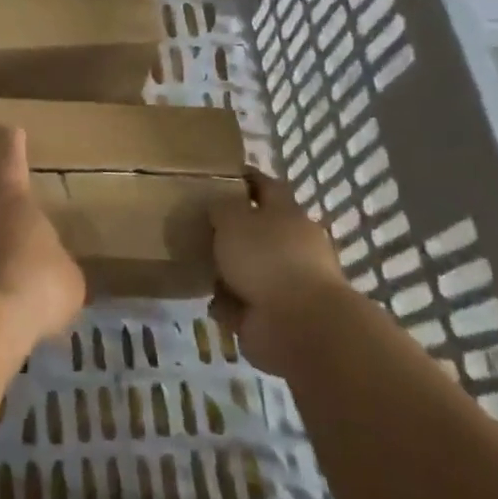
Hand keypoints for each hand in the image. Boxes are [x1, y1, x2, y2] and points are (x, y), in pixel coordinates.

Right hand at [208, 171, 344, 376]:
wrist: (298, 324)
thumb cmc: (266, 258)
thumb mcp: (233, 219)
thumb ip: (222, 208)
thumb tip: (219, 206)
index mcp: (286, 213)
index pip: (267, 186)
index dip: (246, 178)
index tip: (224, 174)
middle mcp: (291, 244)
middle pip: (259, 229)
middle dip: (233, 230)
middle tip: (200, 227)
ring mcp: (286, 281)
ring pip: (251, 268)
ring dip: (229, 271)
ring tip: (199, 266)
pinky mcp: (276, 314)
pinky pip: (245, 303)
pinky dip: (230, 304)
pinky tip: (212, 302)